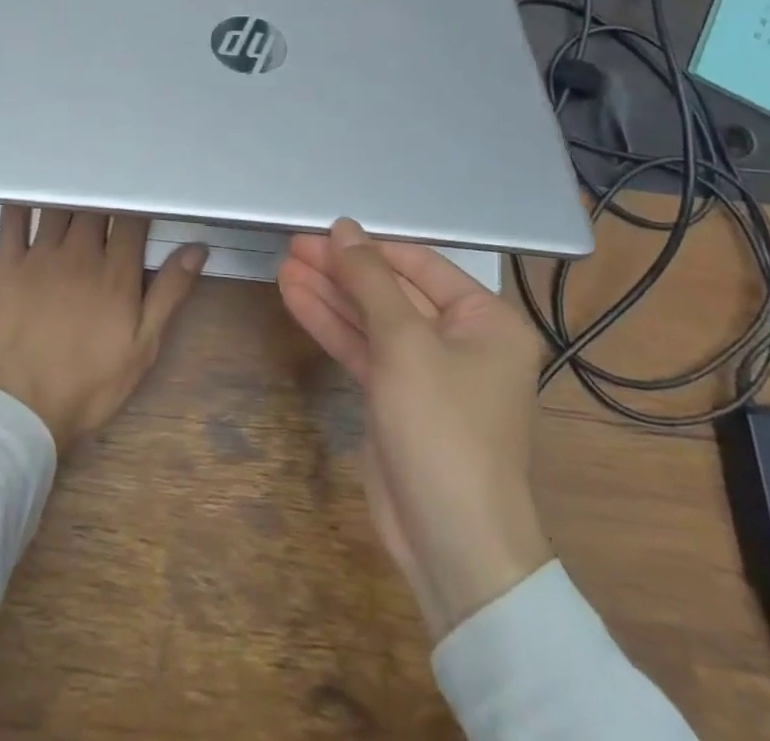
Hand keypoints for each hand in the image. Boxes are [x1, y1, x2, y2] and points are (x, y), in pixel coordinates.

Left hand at [0, 207, 207, 451]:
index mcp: (116, 272)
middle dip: (104, 196)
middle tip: (108, 188)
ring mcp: (40, 255)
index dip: (137, 203)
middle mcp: (80, 253)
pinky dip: (22, 201)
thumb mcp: (142, 346)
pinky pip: (12, 220)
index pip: (131, 220)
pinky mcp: (7, 264)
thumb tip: (197, 248)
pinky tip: (27, 190)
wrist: (22, 406)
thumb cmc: (89, 382)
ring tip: (74, 183)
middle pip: (95, 207)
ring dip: (70, 195)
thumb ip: (169, 293)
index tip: (141, 194)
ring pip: (60, 207)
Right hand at [279, 218, 551, 639]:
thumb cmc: (443, 427)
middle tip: (292, 246)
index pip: (420, 265)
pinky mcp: (396, 397)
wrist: (451, 541)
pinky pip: (362, 349)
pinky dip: (331, 326)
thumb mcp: (404, 342)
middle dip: (342, 270)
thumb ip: (370, 280)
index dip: (369, 246)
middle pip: (391, 291)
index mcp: (486, 320)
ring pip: (371, 319)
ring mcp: (426, 371)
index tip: (322, 230)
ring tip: (283, 266)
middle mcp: (461, 339)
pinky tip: (295, 299)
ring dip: (329, 294)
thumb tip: (343, 228)